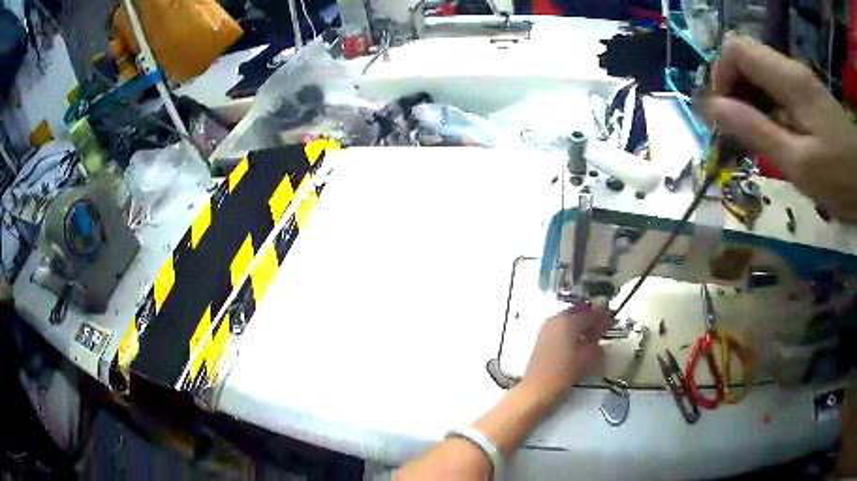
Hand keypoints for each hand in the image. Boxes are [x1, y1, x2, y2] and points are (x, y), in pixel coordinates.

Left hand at [520, 302, 611, 401]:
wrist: (537, 389)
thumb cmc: (564, 372)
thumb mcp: (588, 356)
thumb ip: (597, 339)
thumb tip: (602, 329)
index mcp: (567, 320)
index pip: (590, 313)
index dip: (603, 316)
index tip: (612, 320)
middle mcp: (556, 319)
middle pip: (578, 312)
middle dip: (591, 317)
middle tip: (603, 325)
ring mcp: (547, 327)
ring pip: (569, 318)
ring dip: (581, 323)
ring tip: (593, 334)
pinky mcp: (542, 337)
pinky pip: (561, 326)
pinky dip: (572, 329)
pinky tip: (579, 340)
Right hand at [710, 35, 856, 221]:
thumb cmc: (841, 178)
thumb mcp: (801, 164)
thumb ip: (758, 132)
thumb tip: (715, 107)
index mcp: (788, 78)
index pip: (736, 50)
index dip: (721, 75)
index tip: (724, 113)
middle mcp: (792, 70)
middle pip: (748, 60)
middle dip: (736, 90)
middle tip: (740, 132)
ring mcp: (803, 83)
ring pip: (764, 76)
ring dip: (753, 102)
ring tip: (759, 140)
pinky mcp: (812, 97)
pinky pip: (781, 90)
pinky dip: (771, 108)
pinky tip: (780, 137)